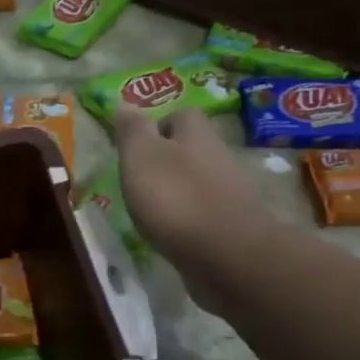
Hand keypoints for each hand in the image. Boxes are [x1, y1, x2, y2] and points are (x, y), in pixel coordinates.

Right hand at [114, 108, 275, 310]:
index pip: (183, 115)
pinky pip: (207, 211)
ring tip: (152, 209)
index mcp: (197, 135)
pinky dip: (189, 217)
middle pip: (193, 148)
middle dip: (169, 159)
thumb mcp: (141, 157)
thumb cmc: (176, 198)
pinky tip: (172, 232)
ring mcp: (231, 193)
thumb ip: (132, 130)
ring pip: (201, 180)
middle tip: (140, 179)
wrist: (227, 255)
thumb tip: (125, 104)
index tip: (137, 145)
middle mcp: (220, 157)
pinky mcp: (235, 225)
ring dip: (179, 190)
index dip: (159, 125)